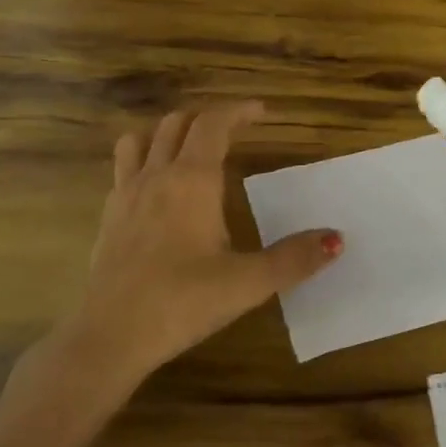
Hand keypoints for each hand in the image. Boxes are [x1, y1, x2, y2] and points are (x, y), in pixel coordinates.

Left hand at [51, 102, 341, 396]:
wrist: (110, 335)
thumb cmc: (182, 302)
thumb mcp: (247, 284)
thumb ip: (294, 259)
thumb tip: (336, 239)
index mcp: (193, 181)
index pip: (214, 124)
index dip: (238, 111)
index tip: (261, 111)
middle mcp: (157, 176)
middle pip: (178, 123)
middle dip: (208, 117)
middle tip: (234, 129)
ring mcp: (126, 193)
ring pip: (142, 138)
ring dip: (168, 131)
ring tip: (190, 145)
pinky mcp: (108, 216)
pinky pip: (124, 166)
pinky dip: (144, 157)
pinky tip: (157, 186)